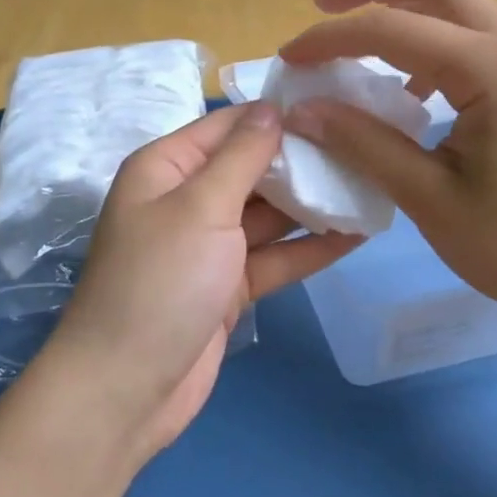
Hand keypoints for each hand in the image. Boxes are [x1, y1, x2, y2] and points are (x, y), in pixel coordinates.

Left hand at [42, 102, 360, 458]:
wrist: (126, 389)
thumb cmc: (160, 282)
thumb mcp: (201, 207)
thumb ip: (242, 156)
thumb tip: (272, 107)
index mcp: (166, 168)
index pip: (228, 126)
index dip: (277, 116)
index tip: (335, 107)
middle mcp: (186, 199)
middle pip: (251, 169)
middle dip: (302, 161)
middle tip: (364, 149)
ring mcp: (208, 246)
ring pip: (268, 215)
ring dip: (312, 205)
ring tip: (370, 186)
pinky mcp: (227, 286)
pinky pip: (273, 257)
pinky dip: (308, 249)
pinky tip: (356, 235)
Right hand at [279, 0, 496, 344]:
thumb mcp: (428, 197)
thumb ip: (363, 143)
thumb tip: (302, 110)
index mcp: (491, 68)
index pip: (391, 29)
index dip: (330, 38)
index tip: (287, 59)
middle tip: (322, 4)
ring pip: (457, 3)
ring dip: (402, 5)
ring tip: (355, 33)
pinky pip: (472, 37)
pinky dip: (429, 39)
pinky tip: (407, 86)